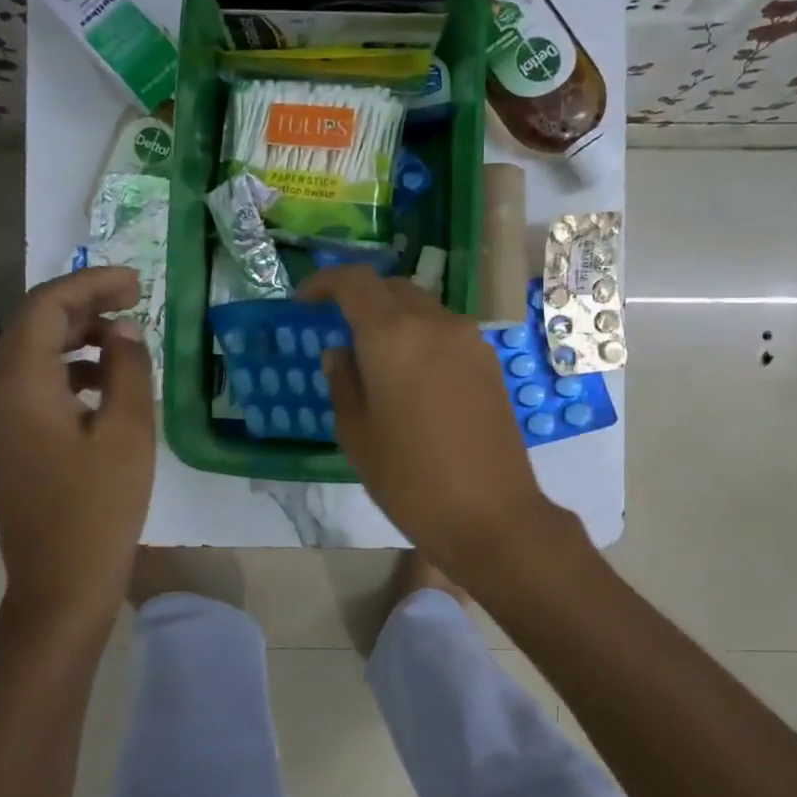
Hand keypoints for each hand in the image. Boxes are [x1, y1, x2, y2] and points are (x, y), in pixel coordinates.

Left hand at [0, 266, 154, 624]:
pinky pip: (27, 383)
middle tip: (135, 300)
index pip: (46, 307)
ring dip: (74, 336)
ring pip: (29, 353)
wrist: (60, 584)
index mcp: (17, 384)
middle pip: (32, 325)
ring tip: (124, 339)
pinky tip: (101, 382)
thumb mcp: (128, 430)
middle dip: (83, 306)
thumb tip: (122, 331)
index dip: (91, 284)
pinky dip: (63, 369)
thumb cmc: (100, 506)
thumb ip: (127, 367)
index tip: (136, 282)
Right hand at [298, 265, 557, 575]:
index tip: (304, 300)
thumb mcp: (357, 434)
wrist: (491, 514)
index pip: (355, 282)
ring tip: (374, 356)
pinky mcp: (489, 361)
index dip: (325, 282)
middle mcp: (434, 323)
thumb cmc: (411, 479)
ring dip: (393, 317)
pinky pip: (445, 331)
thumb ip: (343, 382)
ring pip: (422, 307)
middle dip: (360, 298)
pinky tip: (410, 374)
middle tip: (337, 327)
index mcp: (393, 335)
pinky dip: (420, 335)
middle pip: (391, 288)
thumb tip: (341, 352)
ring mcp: (468, 340)